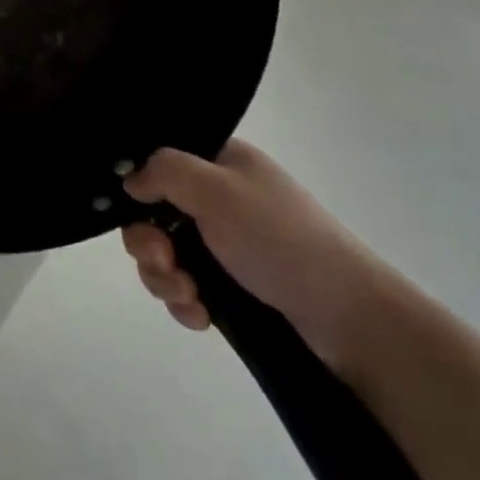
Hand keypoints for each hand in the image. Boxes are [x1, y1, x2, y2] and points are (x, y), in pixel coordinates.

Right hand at [120, 140, 385, 365]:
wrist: (350, 318)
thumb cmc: (279, 239)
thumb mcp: (217, 190)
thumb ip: (164, 172)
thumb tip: (129, 180)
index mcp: (220, 162)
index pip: (160, 161)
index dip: (139, 187)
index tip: (137, 212)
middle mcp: (219, 197)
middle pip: (155, 212)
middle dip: (149, 243)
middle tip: (165, 263)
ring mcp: (226, 243)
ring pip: (167, 254)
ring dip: (165, 277)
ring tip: (188, 298)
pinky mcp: (233, 285)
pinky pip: (187, 286)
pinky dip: (185, 301)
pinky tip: (200, 316)